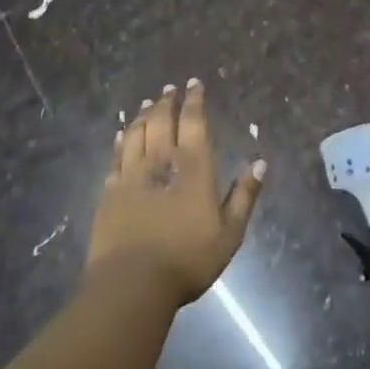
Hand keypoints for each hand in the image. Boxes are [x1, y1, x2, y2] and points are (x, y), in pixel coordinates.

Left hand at [87, 78, 264, 302]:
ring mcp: (131, 175)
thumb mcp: (230, 233)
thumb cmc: (187, 259)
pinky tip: (123, 135)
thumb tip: (260, 163)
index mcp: (194, 168)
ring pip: (136, 133)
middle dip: (167, 101)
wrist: (132, 284)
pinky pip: (116, 156)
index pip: (194, 122)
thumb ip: (244, 196)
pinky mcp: (109, 192)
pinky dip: (122, 139)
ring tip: (148, 103)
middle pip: (161, 121)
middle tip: (170, 89)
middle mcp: (161, 162)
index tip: (195, 84)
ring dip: (144, 115)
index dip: (195, 101)